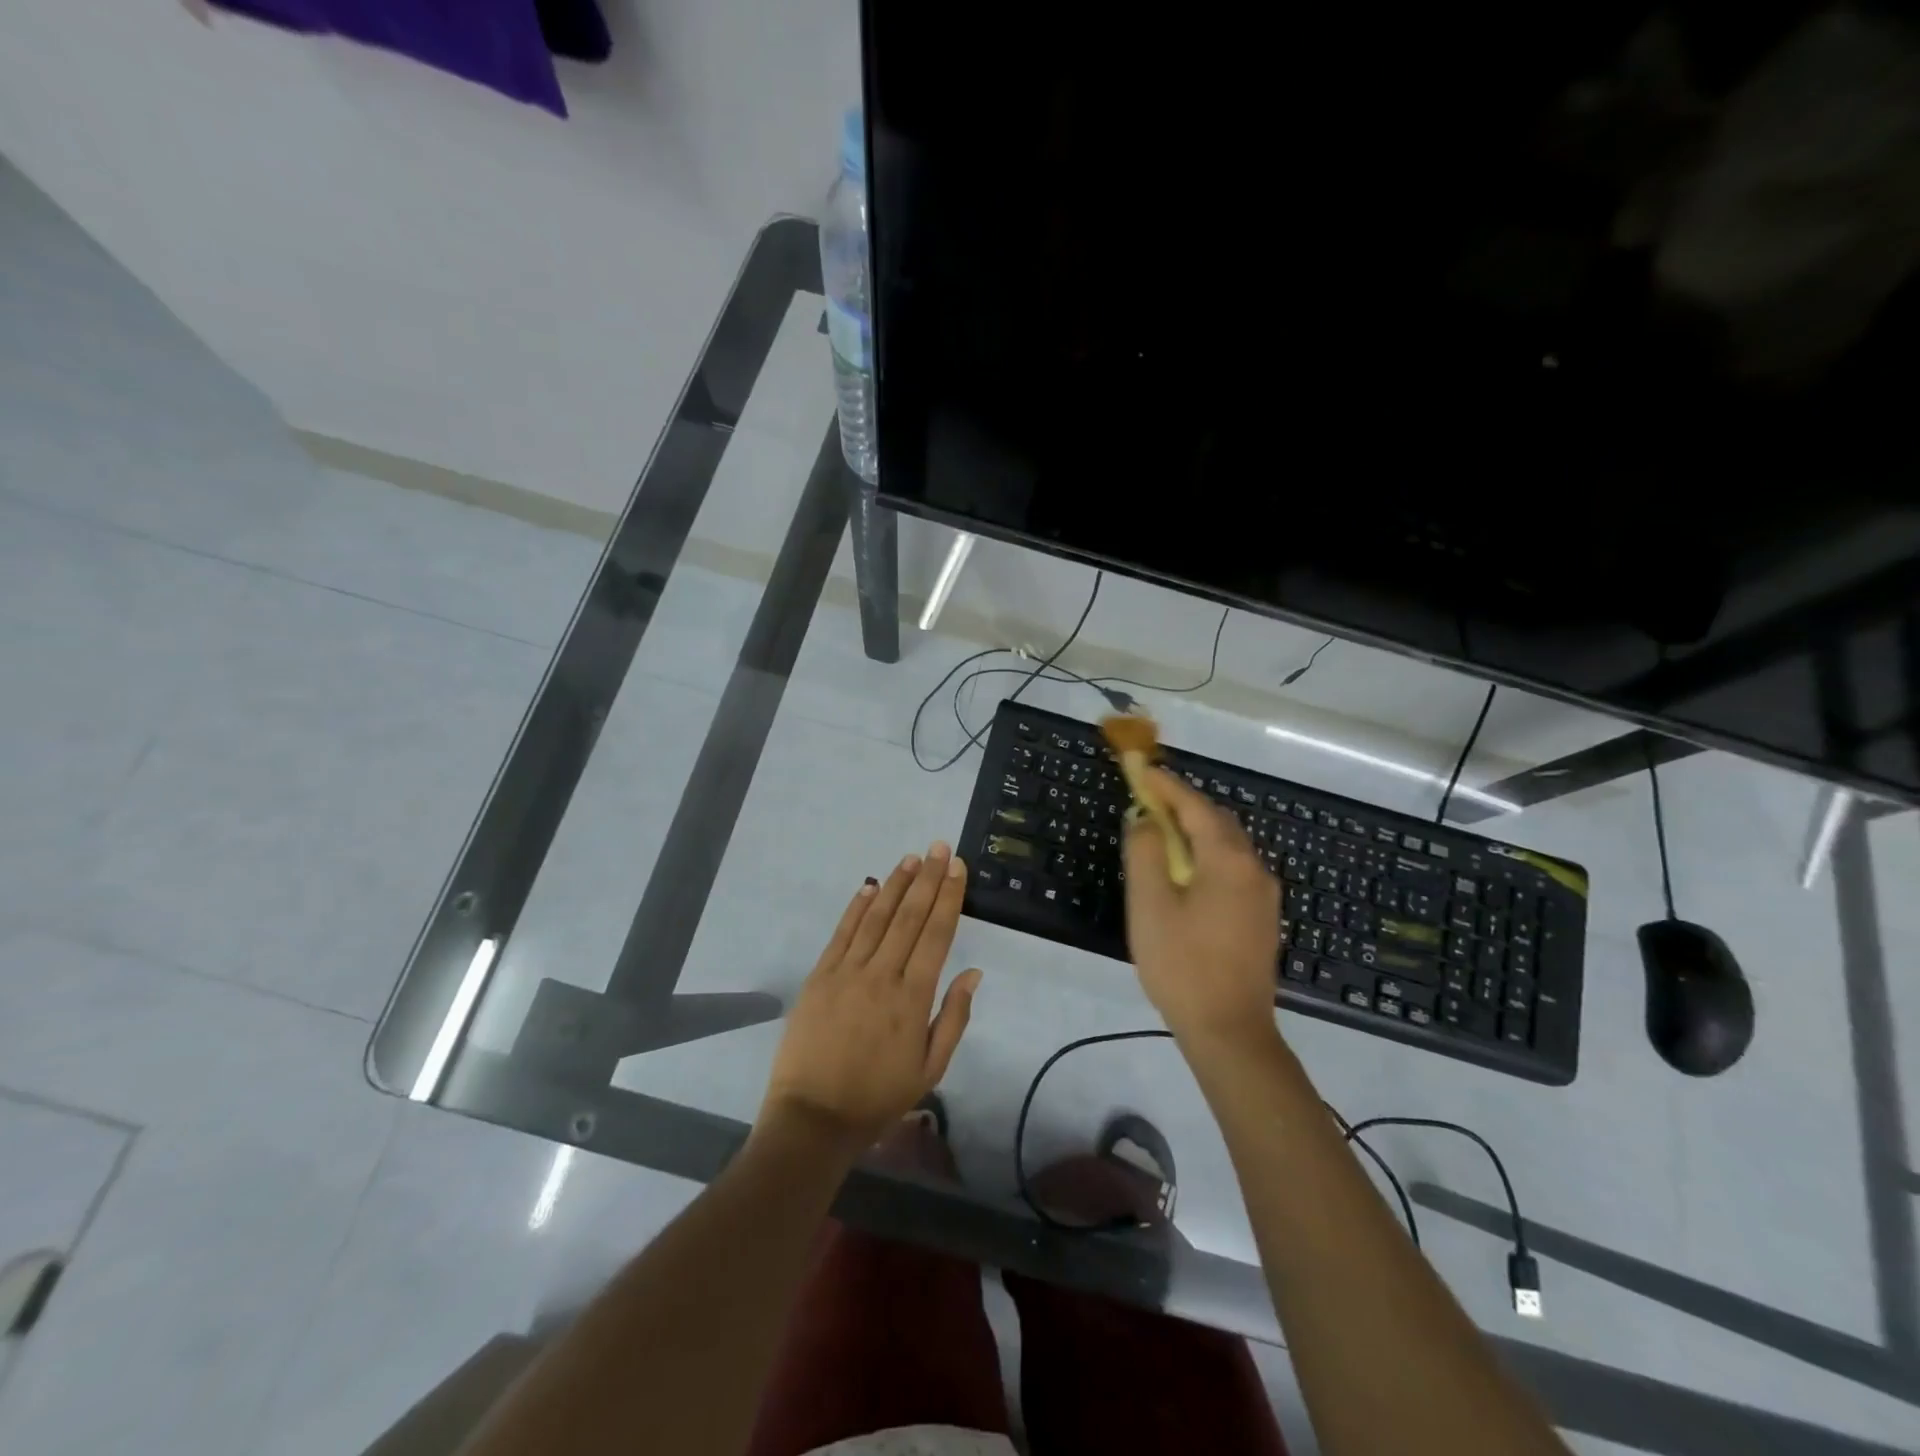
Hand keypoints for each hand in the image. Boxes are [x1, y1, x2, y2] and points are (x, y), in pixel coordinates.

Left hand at [759, 842, 982, 1156]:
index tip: (957, 867)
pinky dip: (857, 907)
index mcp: (913, 998)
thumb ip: (954, 1018)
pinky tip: (870, 886)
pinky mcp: (820, 976)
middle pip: (909, 917)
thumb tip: (974, 973)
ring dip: (895, 884)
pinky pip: (842, 933)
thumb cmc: (877, 1097)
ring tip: (911, 858)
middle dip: (927, 878)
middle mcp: (882, 975)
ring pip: (877, 917)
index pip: (936, 935)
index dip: (949, 897)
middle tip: (939, 846)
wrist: (813, 1118)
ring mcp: (847, 972)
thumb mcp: (930, 1070)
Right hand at [1124, 768, 1281, 1047]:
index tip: (1141, 769)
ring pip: (1228, 845)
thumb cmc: (1182, 964)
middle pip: (1217, 821)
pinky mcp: (1262, 917)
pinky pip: (1233, 868)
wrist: (1230, 1031)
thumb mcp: (1150, 905)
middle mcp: (1254, 868)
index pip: (1195, 806)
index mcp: (1228, 860)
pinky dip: (1207, 855)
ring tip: (1162, 834)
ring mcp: (1263, 895)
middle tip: (1148, 800)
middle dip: (1183, 805)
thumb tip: (1146, 819)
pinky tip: (1186, 873)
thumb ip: (1146, 852)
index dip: (1166, 786)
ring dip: (1196, 831)